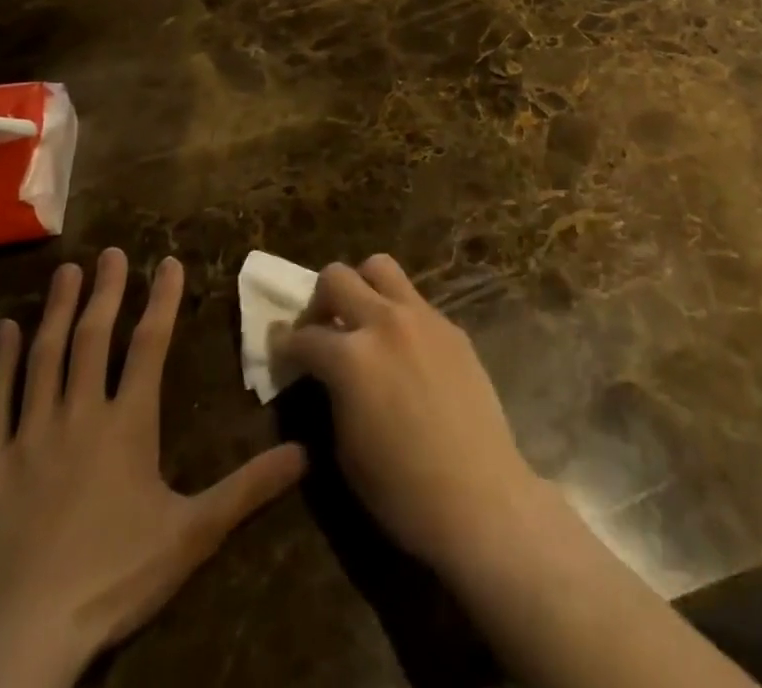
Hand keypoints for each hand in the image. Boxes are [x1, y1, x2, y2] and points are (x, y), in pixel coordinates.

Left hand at [0, 250, 305, 687]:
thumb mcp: (192, 534)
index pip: (150, 346)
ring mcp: (27, 439)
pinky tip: (4, 330)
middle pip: (94, 339)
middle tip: (111, 252)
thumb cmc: (112, 580)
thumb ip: (247, 488)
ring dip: (58, 311)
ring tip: (67, 272)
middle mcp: (78, 416)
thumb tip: (305, 452)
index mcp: (127, 425)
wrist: (19, 645)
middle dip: (106, 292)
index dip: (162, 300)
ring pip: (44, 359)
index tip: (168, 262)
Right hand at [275, 255, 543, 575]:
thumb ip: (331, 391)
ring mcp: (422, 317)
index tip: (283, 353)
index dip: (285, 347)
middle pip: (337, 277)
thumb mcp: (344, 446)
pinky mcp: (451, 325)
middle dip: (320, 300)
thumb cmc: (401, 490)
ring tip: (362, 321)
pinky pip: (414, 300)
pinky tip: (402, 348)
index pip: (303, 336)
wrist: (479, 495)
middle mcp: (384, 322)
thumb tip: (324, 372)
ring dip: (362, 287)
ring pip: (381, 267)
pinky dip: (397, 311)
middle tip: (322, 329)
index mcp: (350, 357)